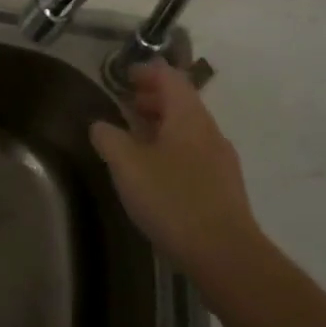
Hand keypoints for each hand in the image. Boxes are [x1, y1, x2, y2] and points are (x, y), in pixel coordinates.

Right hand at [89, 62, 261, 274]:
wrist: (224, 254)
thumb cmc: (172, 199)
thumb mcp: (127, 165)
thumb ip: (109, 138)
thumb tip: (100, 124)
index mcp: (189, 117)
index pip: (170, 78)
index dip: (147, 71)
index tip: (124, 75)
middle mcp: (209, 132)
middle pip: (182, 102)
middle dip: (153, 98)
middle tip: (125, 103)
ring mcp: (220, 160)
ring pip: (188, 129)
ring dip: (161, 125)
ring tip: (134, 137)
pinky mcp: (222, 187)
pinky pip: (193, 153)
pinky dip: (171, 148)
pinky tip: (154, 171)